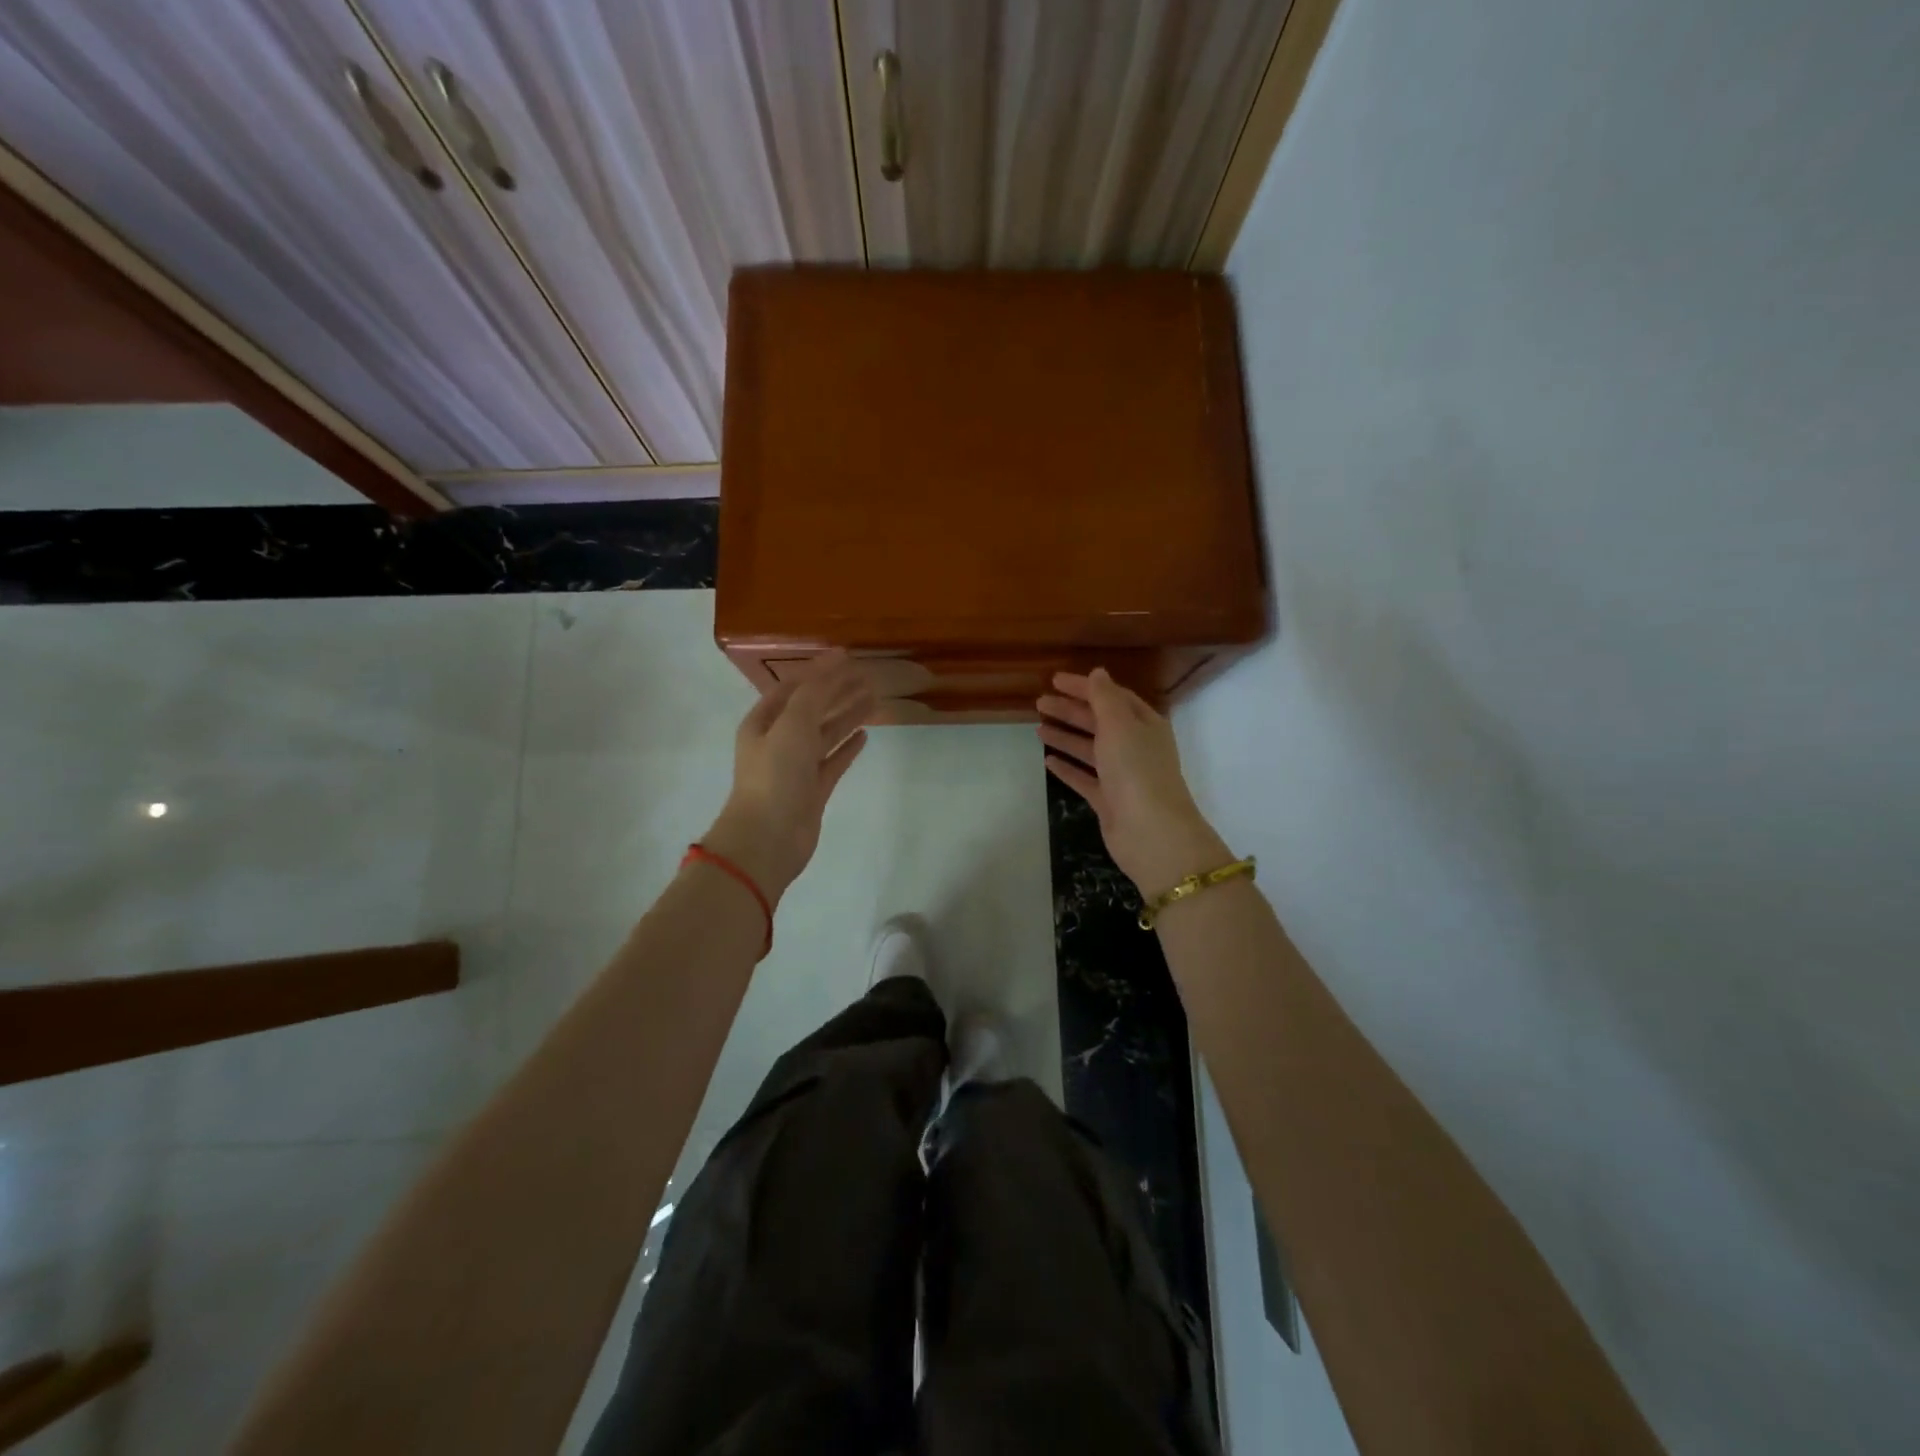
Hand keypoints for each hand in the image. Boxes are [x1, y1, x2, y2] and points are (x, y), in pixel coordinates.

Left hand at [704, 654, 873, 902]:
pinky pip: (833, 761)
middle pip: (812, 708)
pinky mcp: (813, 790)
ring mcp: (796, 767)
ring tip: (873, 699)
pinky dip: (847, 747)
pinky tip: (865, 735)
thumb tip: (835, 663)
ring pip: (825, 734)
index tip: (848, 657)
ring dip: (847, 715)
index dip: (819, 671)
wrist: (768, 837)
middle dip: (837, 691)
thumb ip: (815, 693)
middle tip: (867, 676)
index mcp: (763, 722)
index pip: (794, 687)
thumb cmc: (776, 775)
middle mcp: (778, 741)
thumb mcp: (793, 724)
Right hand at [1037, 669, 1231, 898]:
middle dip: (1070, 711)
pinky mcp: (1109, 800)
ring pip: (1090, 750)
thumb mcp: (1119, 724)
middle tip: (1040, 703)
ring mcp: (1122, 775)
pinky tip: (1047, 761)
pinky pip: (1085, 779)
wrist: (1151, 831)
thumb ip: (1104, 697)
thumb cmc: (1136, 769)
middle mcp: (1135, 747)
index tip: (1054, 680)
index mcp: (1144, 724)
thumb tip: (1098, 672)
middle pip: (1099, 722)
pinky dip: (1067, 768)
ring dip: (1066, 737)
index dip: (1085, 687)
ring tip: (1038, 728)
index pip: (1112, 697)